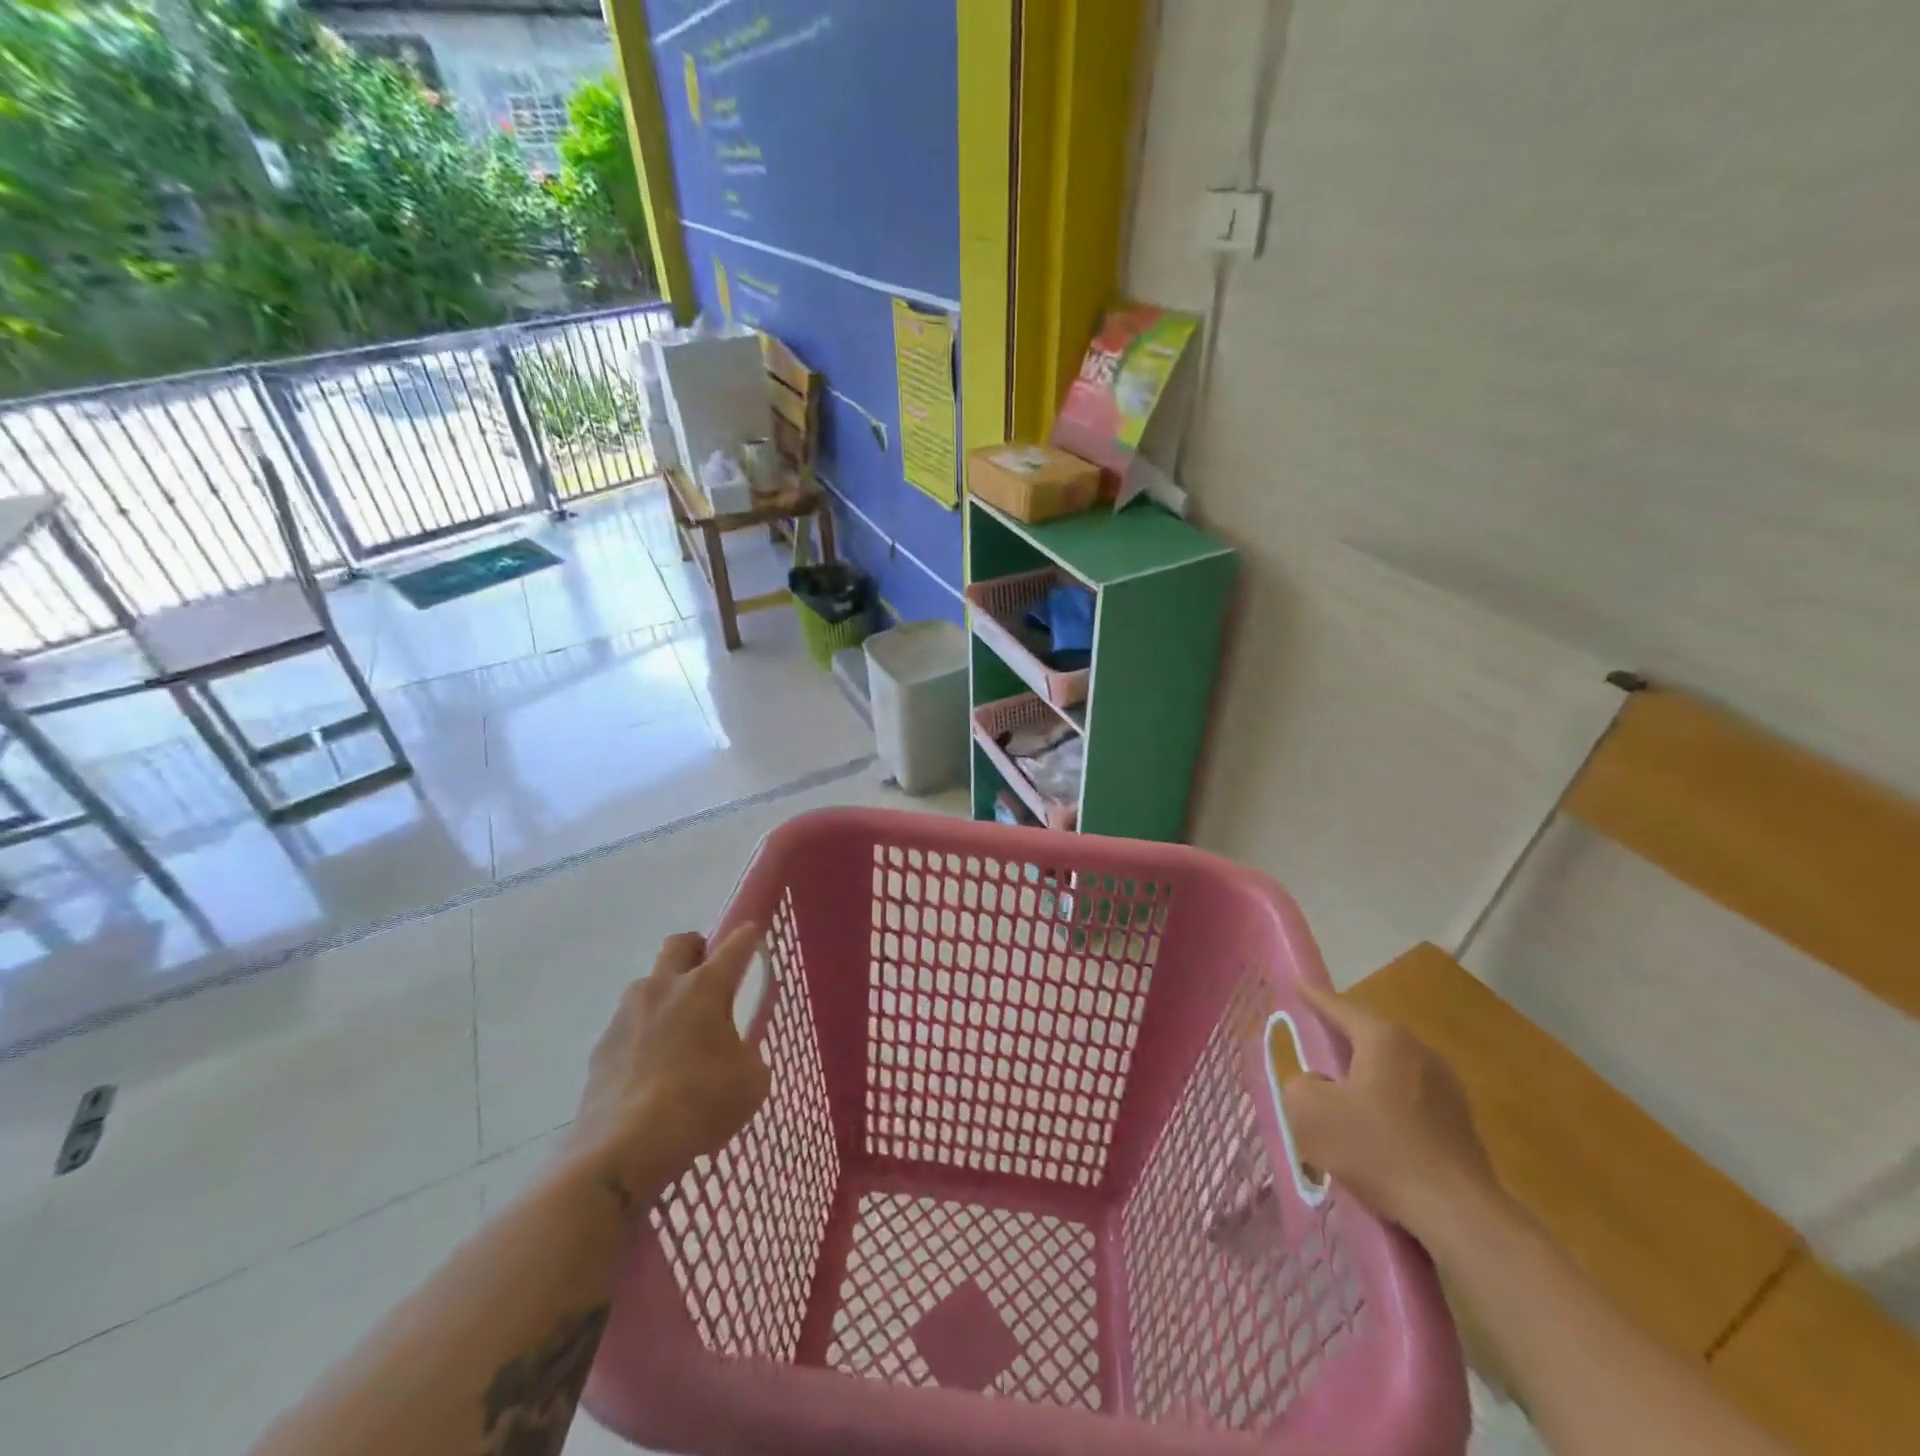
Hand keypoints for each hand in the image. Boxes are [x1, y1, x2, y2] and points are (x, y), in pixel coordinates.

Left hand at [562, 926, 771, 1213]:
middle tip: (710, 976)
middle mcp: (663, 988)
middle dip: (697, 949)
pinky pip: (628, 1025)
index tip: (753, 935)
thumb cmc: (700, 1104)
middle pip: (679, 944)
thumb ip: (749, 1053)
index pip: (734, 945)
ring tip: (680, 1032)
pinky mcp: (602, 1047)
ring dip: (666, 994)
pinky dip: (644, 1034)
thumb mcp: (752, 1081)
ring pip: (648, 984)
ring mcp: (626, 1015)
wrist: (623, 1150)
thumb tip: (737, 1052)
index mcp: (705, 987)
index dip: (747, 936)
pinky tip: (653, 1069)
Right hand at [1280, 984, 1500, 1233]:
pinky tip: (1374, 1131)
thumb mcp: (1310, 1112)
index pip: (1339, 1007)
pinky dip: (1387, 1104)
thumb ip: (1300, 1085)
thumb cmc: (1378, 1149)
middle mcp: (1420, 1051)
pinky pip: (1410, 1099)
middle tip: (1316, 1038)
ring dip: (1365, 1075)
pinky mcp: (1461, 1123)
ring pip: (1391, 1069)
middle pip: (1369, 1036)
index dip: (1313, 996)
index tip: (1296, 983)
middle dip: (1342, 1037)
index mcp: (1384, 1039)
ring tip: (1341, 1091)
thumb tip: (1317, 1084)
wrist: (1458, 1214)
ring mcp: (1447, 1087)